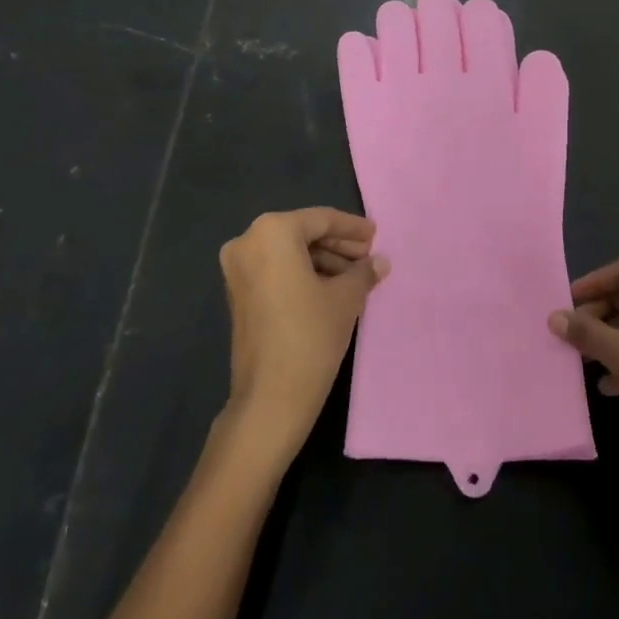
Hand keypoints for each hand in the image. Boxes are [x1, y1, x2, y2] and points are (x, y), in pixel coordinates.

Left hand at [218, 208, 387, 466]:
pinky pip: (276, 271)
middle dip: (337, 245)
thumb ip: (363, 271)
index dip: (352, 228)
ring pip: (289, 253)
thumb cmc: (310, 334)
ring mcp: (237, 269)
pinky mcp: (237, 293)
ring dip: (323, 261)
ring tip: (356, 277)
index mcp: (272, 231)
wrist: (270, 397)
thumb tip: (380, 261)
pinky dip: (303, 274)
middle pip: (302, 234)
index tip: (376, 236)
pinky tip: (333, 288)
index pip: (321, 220)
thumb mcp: (345, 298)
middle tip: (368, 257)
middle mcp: (248, 241)